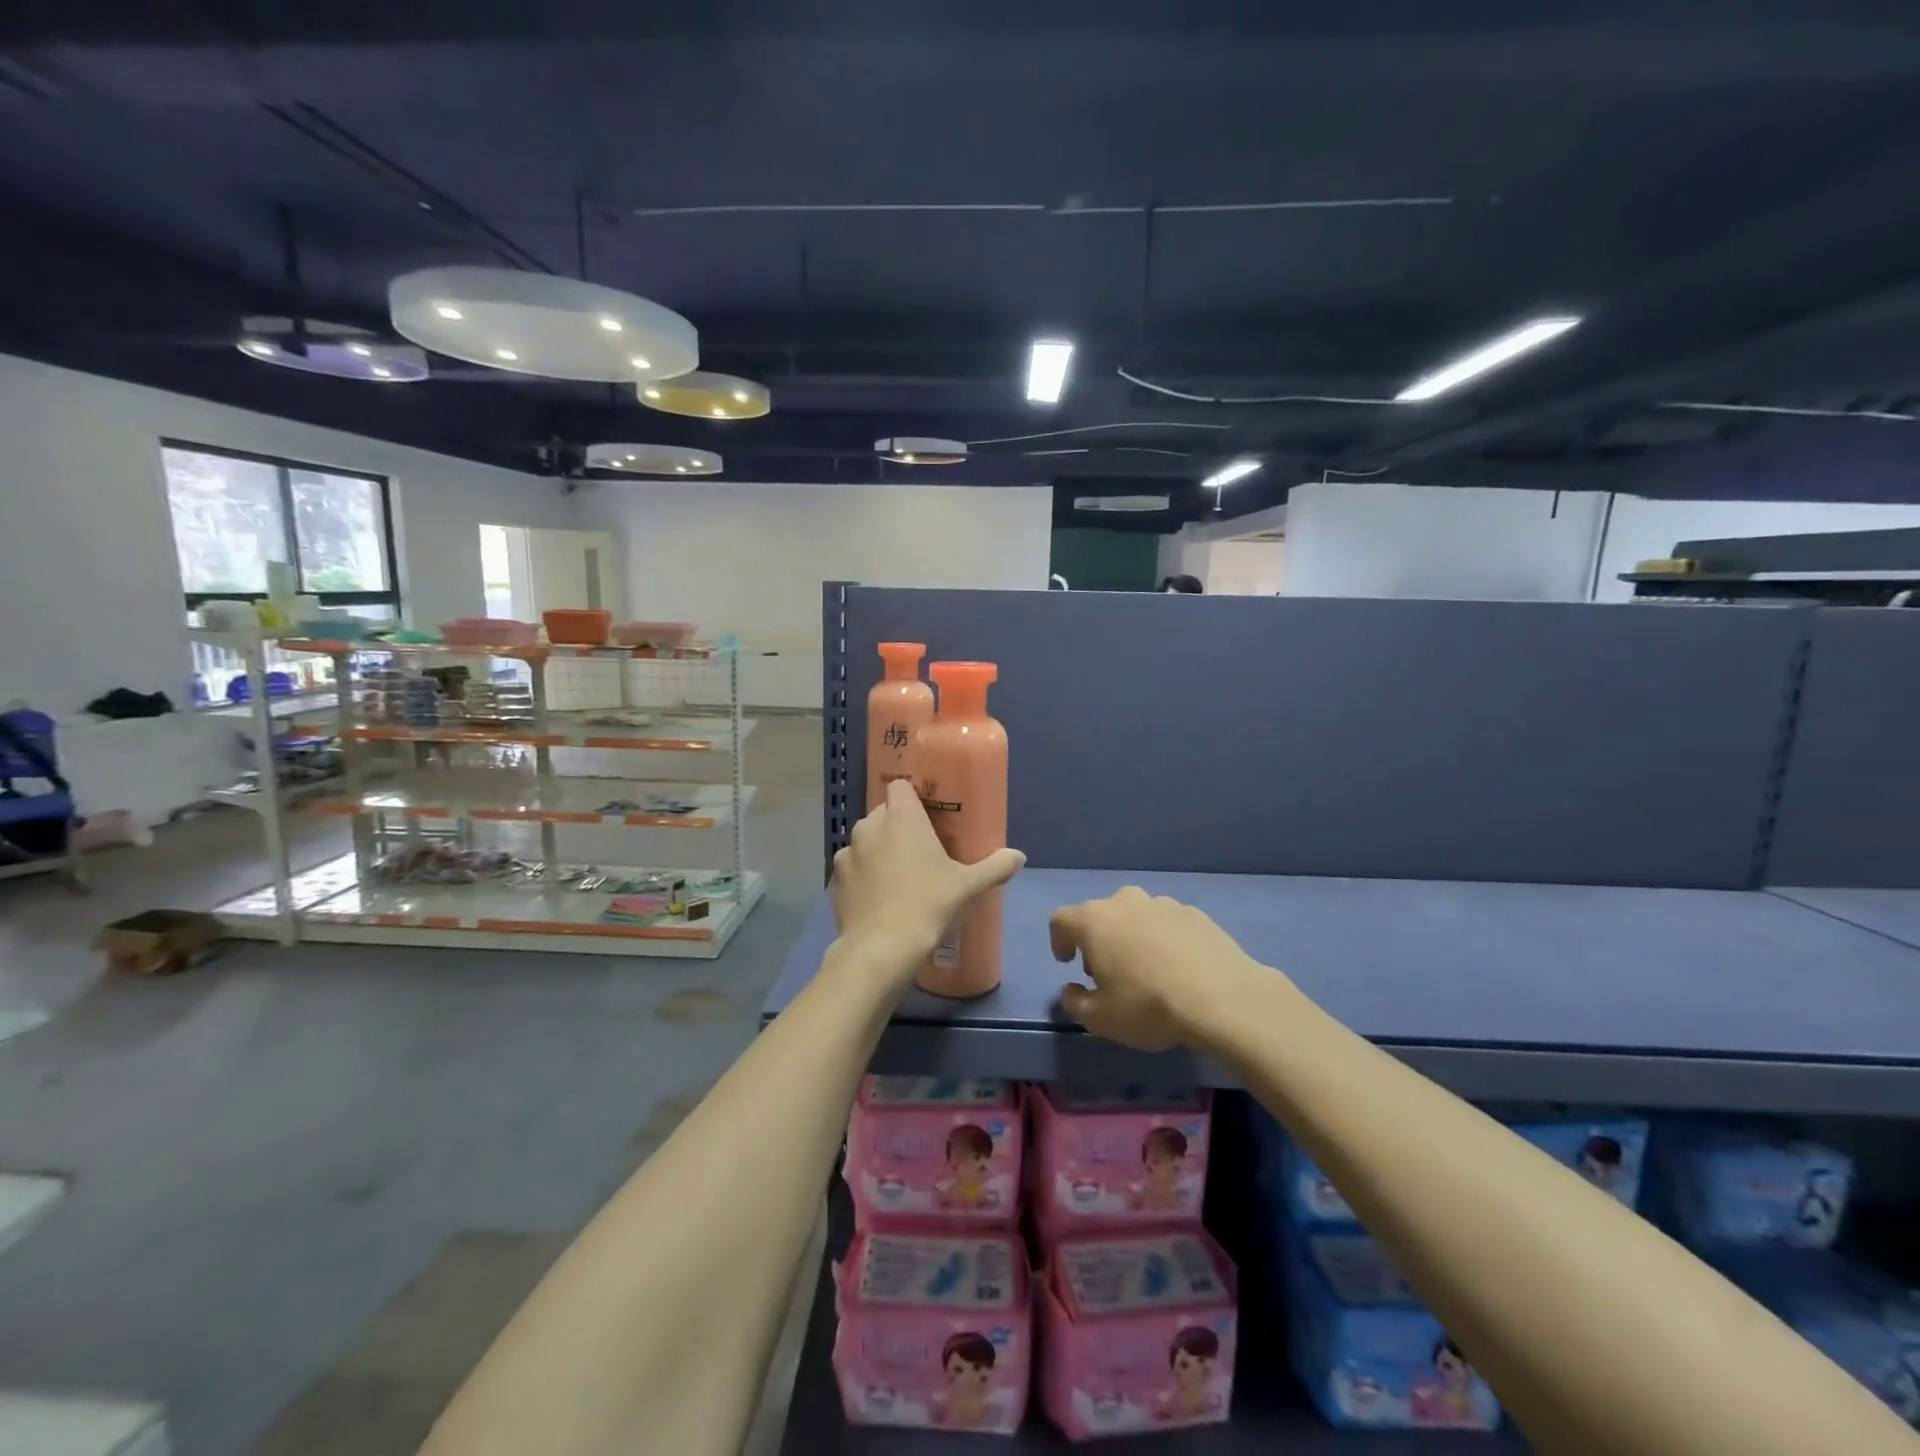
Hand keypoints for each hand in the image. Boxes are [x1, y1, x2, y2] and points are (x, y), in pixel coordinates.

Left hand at [830, 779, 1024, 971]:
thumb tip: (1019, 856)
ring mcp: (847, 853)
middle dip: (898, 825)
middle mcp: (869, 827)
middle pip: (883, 813)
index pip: (900, 786)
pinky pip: (851, 868)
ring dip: (877, 850)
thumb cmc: (929, 905)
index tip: (928, 815)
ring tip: (897, 876)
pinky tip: (878, 898)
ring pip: (865, 840)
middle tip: (920, 850)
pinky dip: (862, 876)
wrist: (881, 949)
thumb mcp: (969, 887)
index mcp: (901, 818)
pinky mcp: (834, 881)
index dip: (913, 796)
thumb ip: (995, 867)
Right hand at [1050, 888, 1266, 1051]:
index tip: (1068, 962)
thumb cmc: (1149, 1006)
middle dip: (1097, 940)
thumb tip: (1072, 988)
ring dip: (1131, 936)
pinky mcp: (1194, 913)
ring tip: (1146, 969)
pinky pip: (1166, 922)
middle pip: (1099, 914)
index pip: (1061, 920)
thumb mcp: (1100, 1019)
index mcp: (1094, 921)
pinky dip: (1163, 938)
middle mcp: (1125, 902)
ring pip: (1135, 915)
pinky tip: (1178, 967)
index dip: (1059, 940)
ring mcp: (1162, 903)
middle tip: (1107, 971)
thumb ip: (1075, 1002)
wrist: (1223, 998)